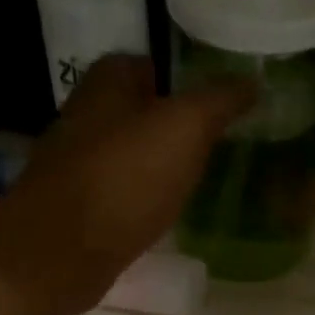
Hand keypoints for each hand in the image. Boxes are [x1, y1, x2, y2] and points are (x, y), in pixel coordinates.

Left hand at [0, 55, 251, 313]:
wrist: (62, 251)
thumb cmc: (125, 177)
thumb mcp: (186, 127)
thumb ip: (220, 101)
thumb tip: (252, 81)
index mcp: (107, 83)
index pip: (149, 64)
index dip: (183, 78)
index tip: (217, 100)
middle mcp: (85, 116)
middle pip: (137, 111)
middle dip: (171, 124)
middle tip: (215, 142)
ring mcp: (76, 165)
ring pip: (128, 154)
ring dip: (156, 164)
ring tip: (197, 178)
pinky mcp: (77, 209)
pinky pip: (119, 193)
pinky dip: (141, 199)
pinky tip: (164, 213)